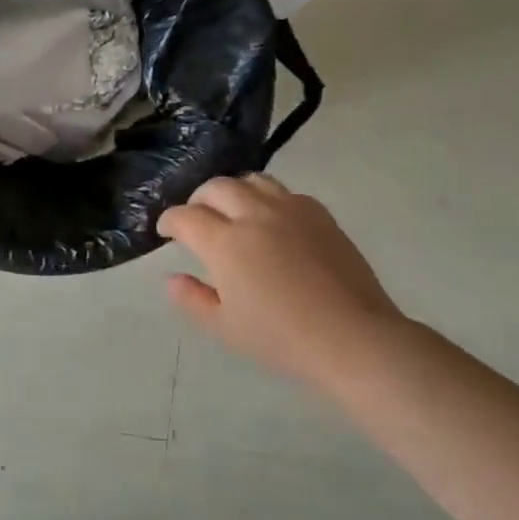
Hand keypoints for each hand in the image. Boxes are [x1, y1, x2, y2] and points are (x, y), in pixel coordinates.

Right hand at [158, 175, 406, 383]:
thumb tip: (172, 279)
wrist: (353, 338)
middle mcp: (254, 215)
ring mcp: (291, 210)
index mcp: (225, 243)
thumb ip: (193, 299)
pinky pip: (285, 192)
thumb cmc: (282, 339)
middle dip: (198, 200)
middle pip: (216, 187)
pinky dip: (267, 199)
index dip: (169, 221)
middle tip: (196, 219)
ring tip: (233, 211)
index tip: (166, 232)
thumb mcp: (225, 328)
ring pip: (252, 180)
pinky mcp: (320, 215)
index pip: (185, 217)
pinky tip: (271, 220)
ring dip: (233, 191)